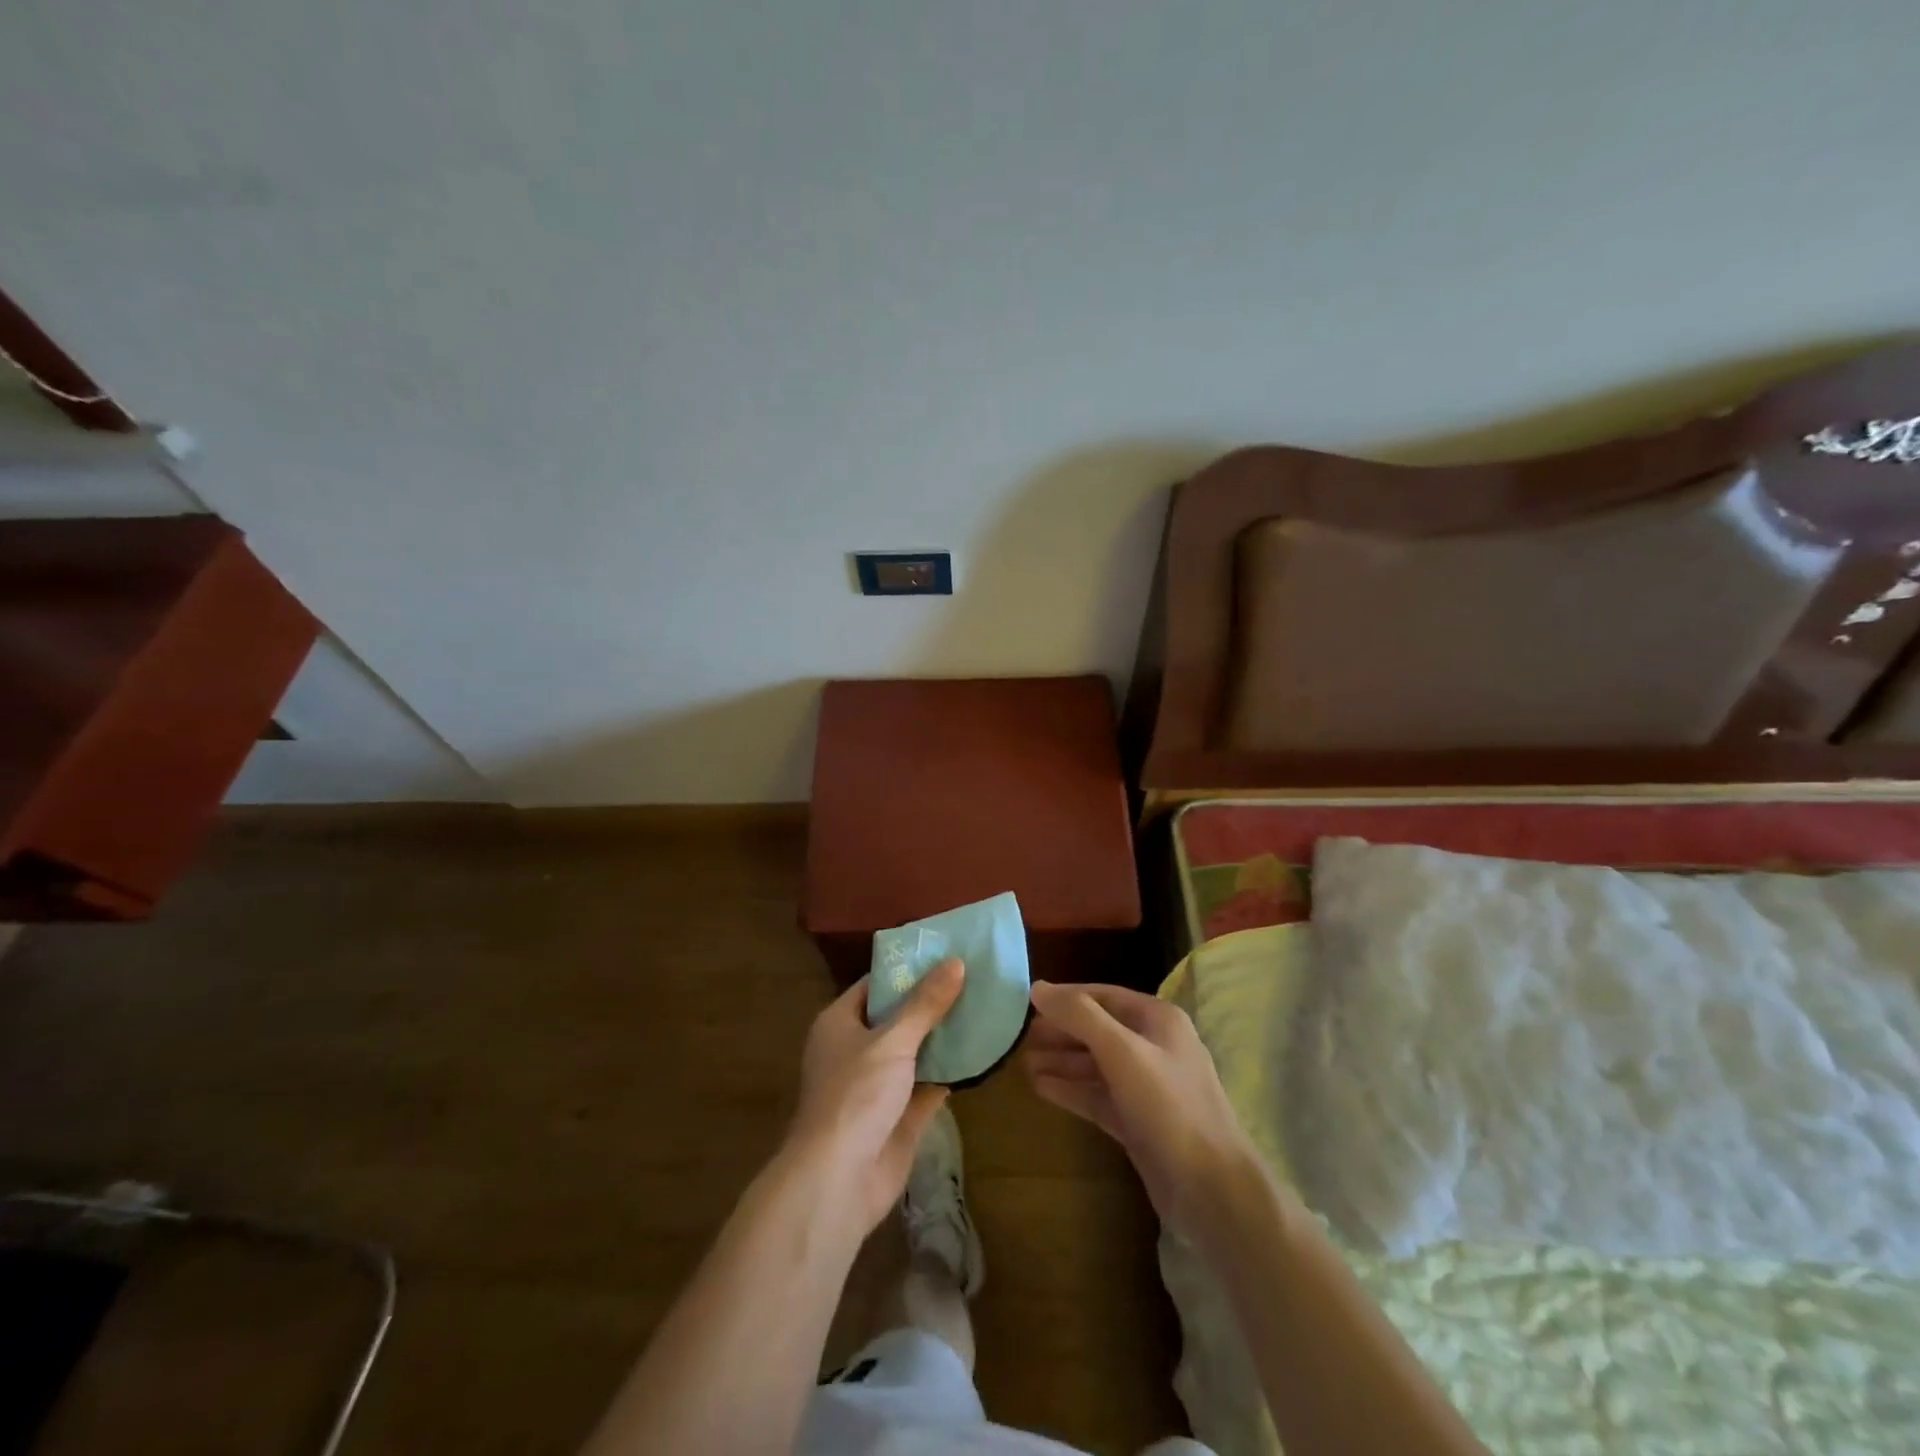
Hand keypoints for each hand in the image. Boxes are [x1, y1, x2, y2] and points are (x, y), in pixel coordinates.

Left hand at [784, 958, 965, 1235]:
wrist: (838, 1181)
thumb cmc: (855, 1095)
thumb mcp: (892, 1040)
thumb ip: (925, 1004)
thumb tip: (957, 962)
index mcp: (840, 1023)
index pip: (876, 984)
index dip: (908, 969)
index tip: (946, 954)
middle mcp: (856, 1049)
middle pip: (899, 1016)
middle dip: (933, 1001)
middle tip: (975, 977)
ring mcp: (878, 1084)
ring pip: (916, 1051)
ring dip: (945, 1036)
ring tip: (985, 1007)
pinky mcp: (899, 1115)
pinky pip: (928, 1084)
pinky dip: (951, 1071)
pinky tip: (982, 1052)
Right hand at [1024, 981, 1258, 1235]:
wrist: (1212, 1190)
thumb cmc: (1169, 1107)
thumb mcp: (1122, 1052)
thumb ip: (1080, 1016)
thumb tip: (1037, 986)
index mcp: (1158, 1020)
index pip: (1103, 996)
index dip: (1066, 997)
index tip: (1027, 1002)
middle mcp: (1154, 1047)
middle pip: (1098, 1030)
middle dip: (1061, 1032)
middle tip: (1020, 1036)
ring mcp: (1147, 1087)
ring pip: (1095, 1065)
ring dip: (1061, 1062)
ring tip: (1022, 1062)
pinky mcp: (1138, 1122)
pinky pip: (1098, 1096)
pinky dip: (1071, 1090)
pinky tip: (1040, 1088)